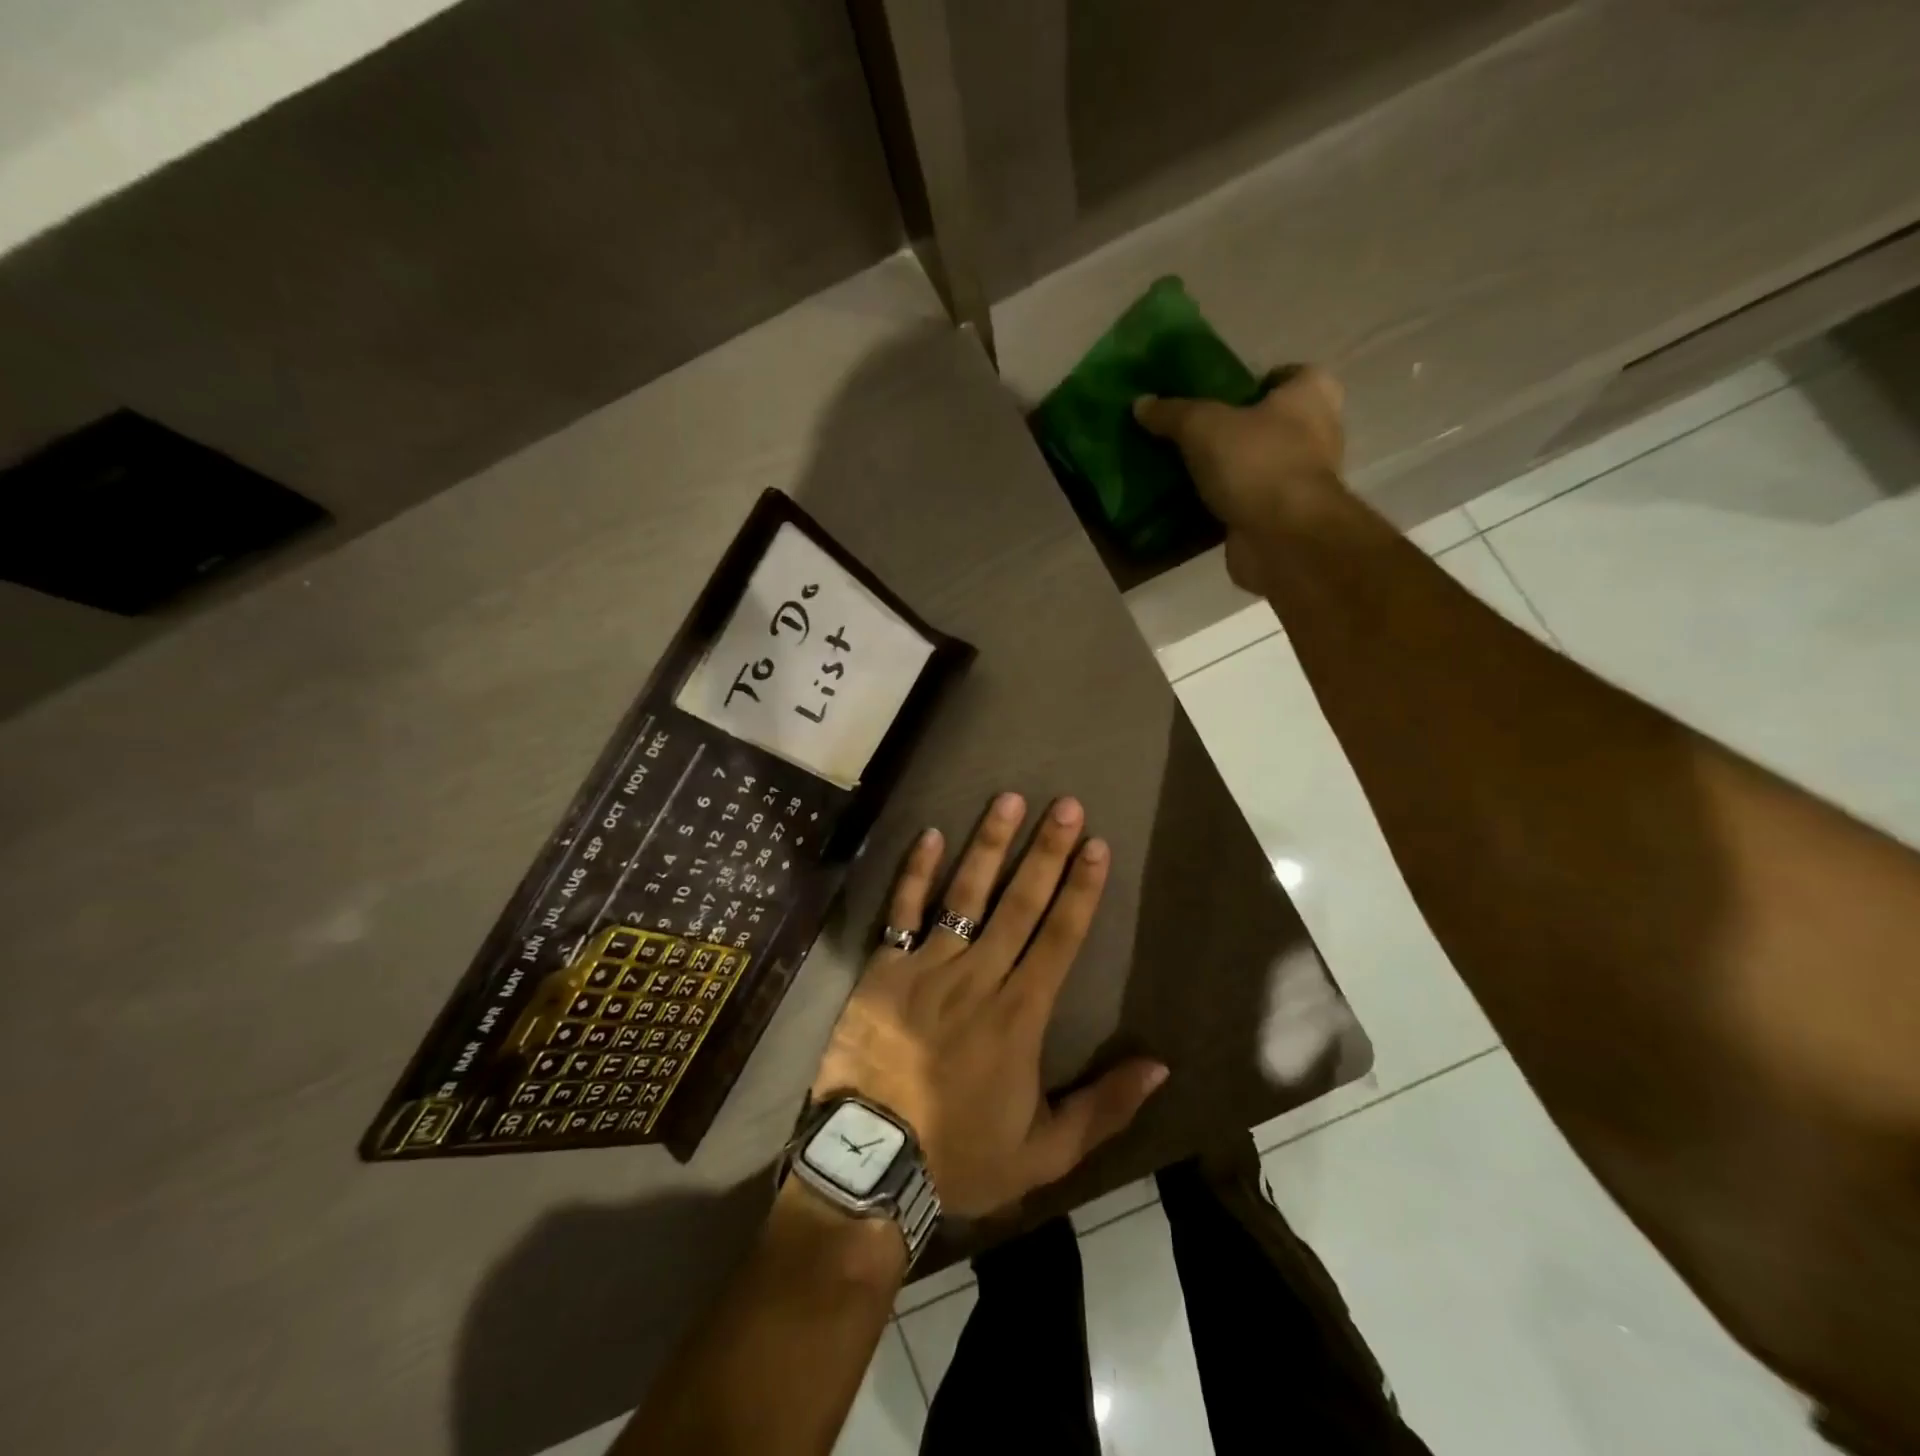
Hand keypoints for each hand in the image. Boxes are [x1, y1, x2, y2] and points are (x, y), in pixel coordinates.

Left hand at [810, 792, 1168, 1216]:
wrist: (870, 1163)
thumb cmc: (961, 1156)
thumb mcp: (1045, 1154)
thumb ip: (1103, 1107)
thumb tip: (1159, 1066)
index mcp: (1020, 1015)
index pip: (1060, 938)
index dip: (1081, 890)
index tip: (1097, 846)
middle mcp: (979, 976)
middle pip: (1021, 903)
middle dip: (1047, 851)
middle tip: (1066, 806)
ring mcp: (928, 967)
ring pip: (966, 894)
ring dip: (990, 845)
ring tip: (1009, 799)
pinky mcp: (884, 969)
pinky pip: (902, 912)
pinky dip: (916, 872)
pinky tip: (931, 835)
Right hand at [1133, 367, 1347, 594]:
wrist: (1282, 537)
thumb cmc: (1256, 462)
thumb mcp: (1203, 426)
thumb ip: (1172, 413)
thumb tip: (1141, 403)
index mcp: (1312, 395)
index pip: (1287, 375)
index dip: (1255, 381)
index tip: (1218, 396)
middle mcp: (1317, 433)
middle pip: (1270, 423)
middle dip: (1235, 429)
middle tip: (1192, 434)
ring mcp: (1301, 480)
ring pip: (1257, 466)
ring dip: (1228, 470)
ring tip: (1184, 469)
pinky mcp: (1282, 517)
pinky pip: (1247, 502)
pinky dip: (1224, 504)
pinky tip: (1191, 505)